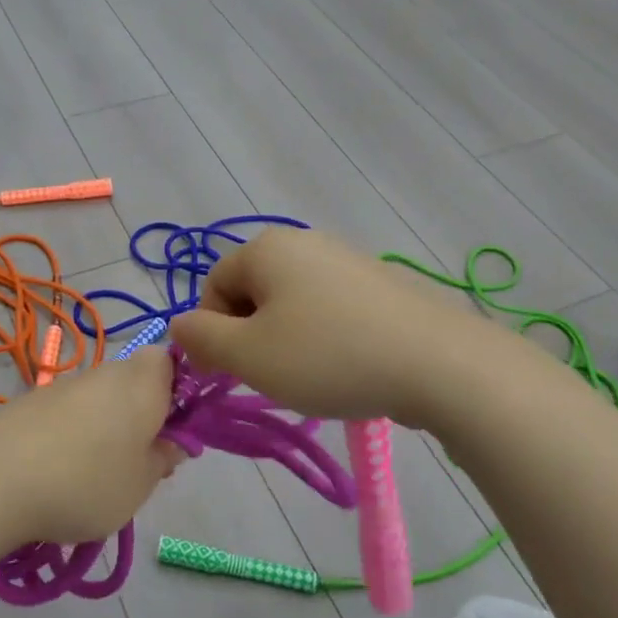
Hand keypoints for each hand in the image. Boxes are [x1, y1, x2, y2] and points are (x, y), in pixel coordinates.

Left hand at [0, 347, 182, 545]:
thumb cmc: (87, 482)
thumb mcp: (141, 484)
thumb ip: (162, 460)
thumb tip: (171, 443)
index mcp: (144, 384)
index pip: (170, 361)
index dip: (178, 389)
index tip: (174, 429)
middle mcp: (106, 373)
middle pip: (134, 380)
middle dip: (142, 413)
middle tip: (139, 460)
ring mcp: (65, 385)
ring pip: (100, 398)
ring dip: (106, 425)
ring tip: (95, 474)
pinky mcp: (31, 402)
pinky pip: (67, 412)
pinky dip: (71, 434)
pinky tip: (59, 472)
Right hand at [169, 228, 483, 428]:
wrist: (437, 362)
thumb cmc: (328, 356)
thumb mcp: (248, 355)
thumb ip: (201, 338)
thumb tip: (179, 325)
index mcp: (266, 248)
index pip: (213, 285)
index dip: (212, 330)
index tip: (232, 370)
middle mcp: (305, 241)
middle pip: (252, 290)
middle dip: (250, 335)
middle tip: (270, 374)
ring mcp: (347, 259)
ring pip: (292, 302)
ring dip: (286, 339)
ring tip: (311, 375)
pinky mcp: (379, 283)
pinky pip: (330, 308)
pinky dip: (324, 337)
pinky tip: (345, 365)